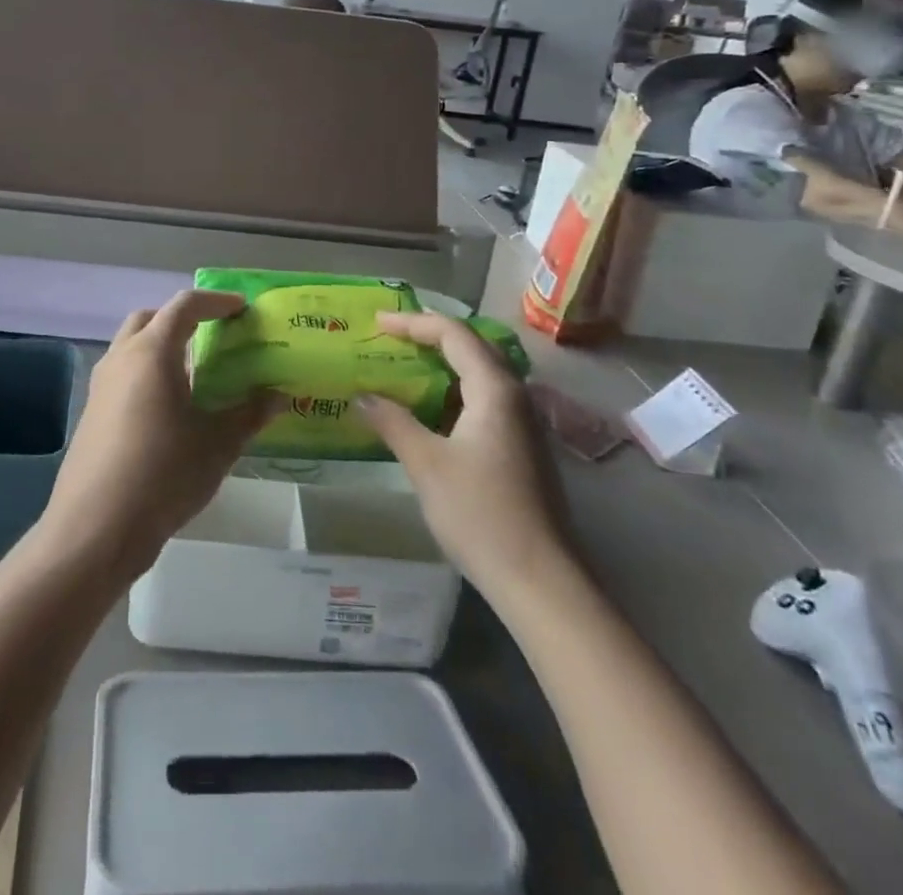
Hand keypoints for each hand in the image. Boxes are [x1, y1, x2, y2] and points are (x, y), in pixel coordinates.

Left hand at [40, 290, 276, 580]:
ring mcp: (101, 386)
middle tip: (213, 336)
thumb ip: (249, 414)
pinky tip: (169, 409)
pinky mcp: (92, 413)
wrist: (96, 528)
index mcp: (152, 353)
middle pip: (150, 319)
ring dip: (161, 347)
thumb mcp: (218, 445)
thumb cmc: (163, 475)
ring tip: (195, 374)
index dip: (215, 302)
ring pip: (132, 347)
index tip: (241, 309)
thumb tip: (279, 396)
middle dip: (181, 319)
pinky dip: (147, 374)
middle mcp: (121, 358)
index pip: (184, 306)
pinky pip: (123, 375)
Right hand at [359, 312, 573, 603]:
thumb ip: (393, 422)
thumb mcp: (426, 464)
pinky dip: (452, 393)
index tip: (377, 323)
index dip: (413, 322)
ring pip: (479, 376)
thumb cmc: (480, 513)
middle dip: (430, 337)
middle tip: (390, 338)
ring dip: (442, 366)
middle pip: (471, 348)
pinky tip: (429, 413)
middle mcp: (514, 396)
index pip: (454, 334)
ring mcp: (522, 423)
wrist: (540, 580)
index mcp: (495, 389)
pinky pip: (483, 401)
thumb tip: (362, 397)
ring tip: (403, 368)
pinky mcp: (521, 448)